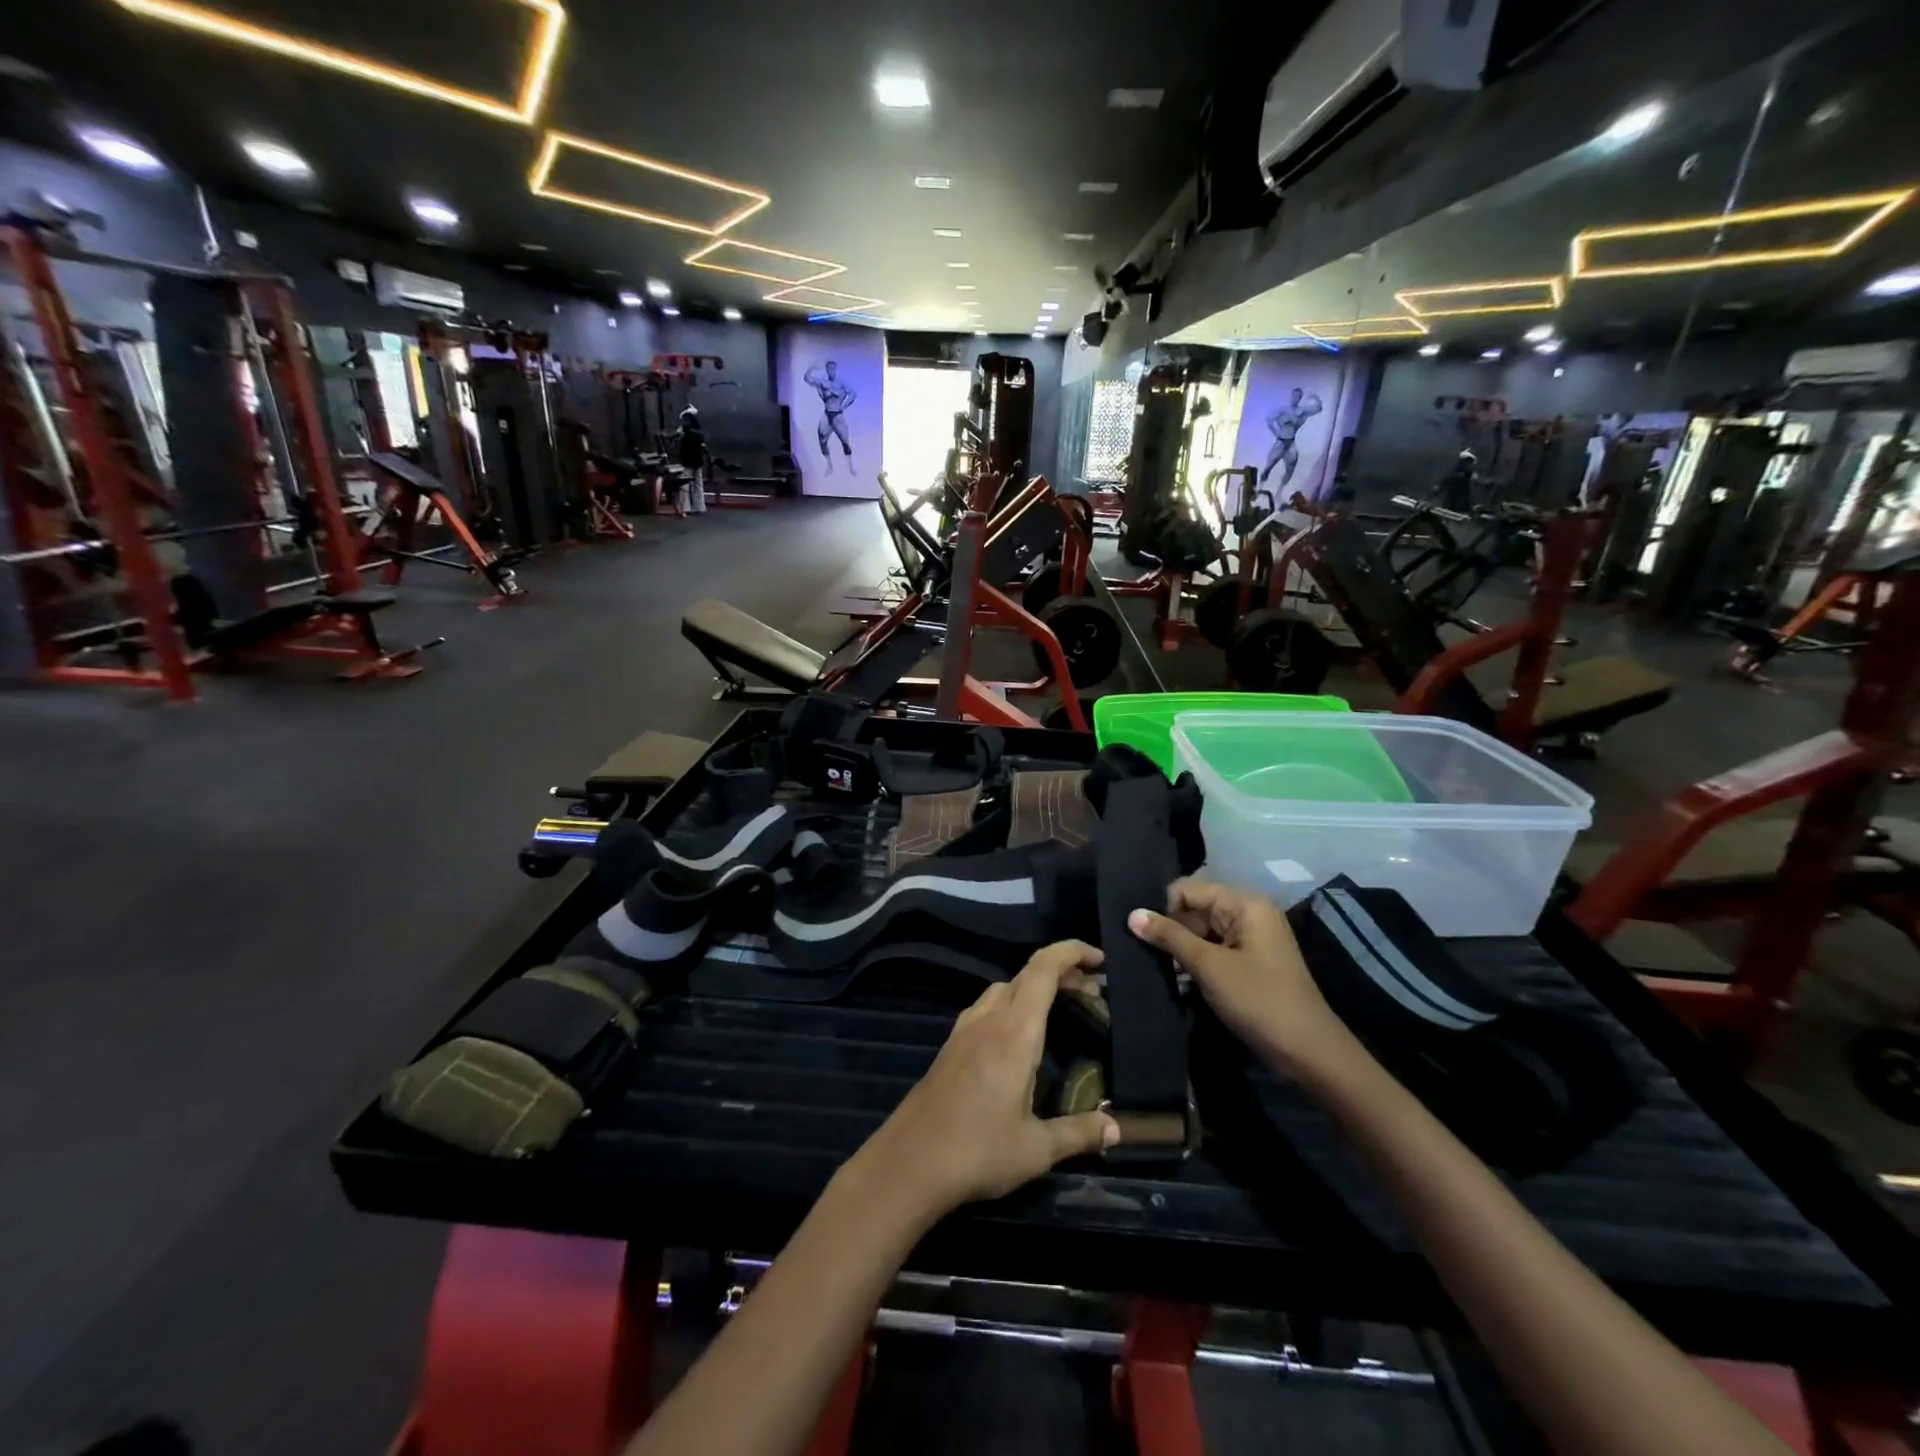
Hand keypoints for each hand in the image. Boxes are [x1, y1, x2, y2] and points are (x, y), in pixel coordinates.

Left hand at [855, 941, 1119, 1219]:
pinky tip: (1019, 1039)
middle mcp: (988, 1019)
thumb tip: (1116, 1128)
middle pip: (1026, 975)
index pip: (1043, 969)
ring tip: (1061, 1012)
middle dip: (1062, 973)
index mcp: (1015, 1032)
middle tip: (1093, 994)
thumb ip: (1078, 1133)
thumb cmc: (978, 1151)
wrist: (909, 1163)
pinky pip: (986, 1008)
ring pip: (1004, 988)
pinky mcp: (950, 1046)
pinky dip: (1012, 1005)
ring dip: (1034, 988)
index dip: (1071, 952)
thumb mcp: (1037, 1149)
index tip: (1099, 959)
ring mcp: (964, 1030)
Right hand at [1128, 878, 1356, 1080]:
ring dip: (1179, 948)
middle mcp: (1248, 913)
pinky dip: (1194, 961)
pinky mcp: (1248, 961)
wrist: (1309, 1053)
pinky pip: (1213, 950)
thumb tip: (1132, 914)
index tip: (1138, 933)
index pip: (1188, 890)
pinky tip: (1174, 976)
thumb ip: (1169, 937)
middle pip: (1194, 909)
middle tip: (1139, 951)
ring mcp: (1250, 938)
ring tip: (1151, 964)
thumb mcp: (1209, 967)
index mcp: (1244, 904)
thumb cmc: (1259, 1001)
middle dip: (1169, 929)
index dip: (1162, 909)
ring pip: (1201, 932)